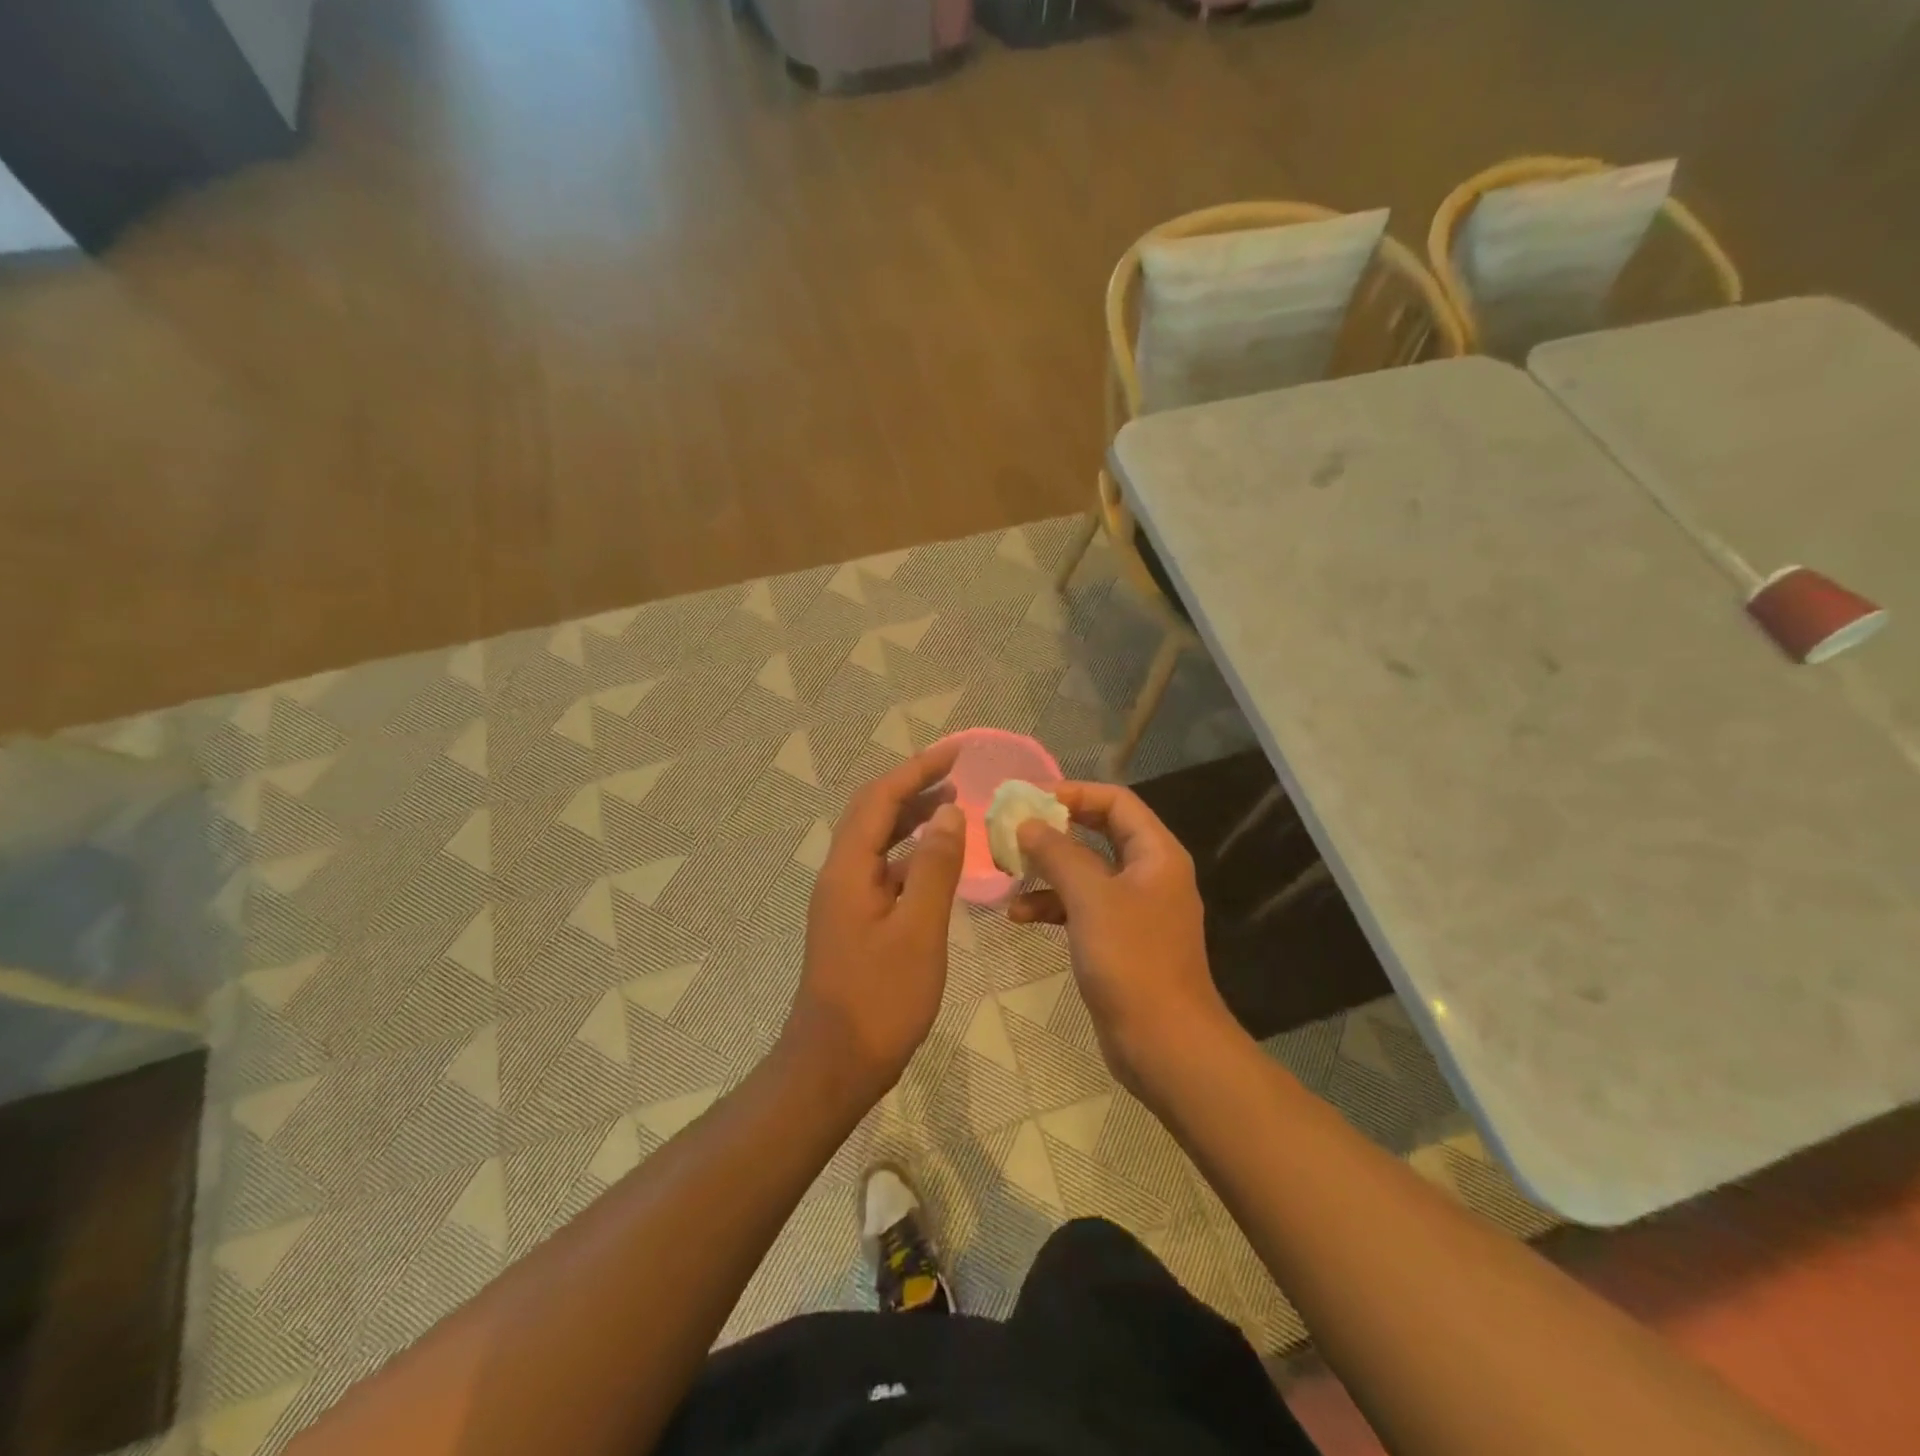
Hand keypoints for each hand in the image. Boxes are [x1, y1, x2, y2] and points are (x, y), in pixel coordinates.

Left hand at [783, 743, 965, 1107]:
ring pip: (879, 843)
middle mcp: (841, 875)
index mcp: (849, 869)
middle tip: (957, 773)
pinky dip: (912, 857)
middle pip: (874, 814)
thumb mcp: (918, 931)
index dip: (916, 769)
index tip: (955, 752)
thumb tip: (948, 813)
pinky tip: (940, 864)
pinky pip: (885, 872)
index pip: (880, 799)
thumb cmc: (879, 1000)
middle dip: (913, 787)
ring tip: (953, 807)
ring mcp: (846, 900)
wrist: (833, 1066)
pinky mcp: (856, 923)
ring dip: (913, 820)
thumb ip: (934, 868)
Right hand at [1009, 782, 1240, 1098]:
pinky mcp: (1118, 938)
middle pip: (1099, 832)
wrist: (1164, 1043)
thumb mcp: (1090, 898)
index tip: (1030, 798)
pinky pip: (1082, 907)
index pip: (1116, 801)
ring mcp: (1134, 908)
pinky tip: (1018, 915)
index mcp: (1156, 853)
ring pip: (1086, 871)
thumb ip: (1058, 854)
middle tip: (1013, 827)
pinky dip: (1052, 905)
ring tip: (1007, 870)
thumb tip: (1028, 823)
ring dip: (1048, 869)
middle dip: (1056, 830)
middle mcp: (1149, 873)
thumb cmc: (1131, 960)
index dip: (1074, 792)